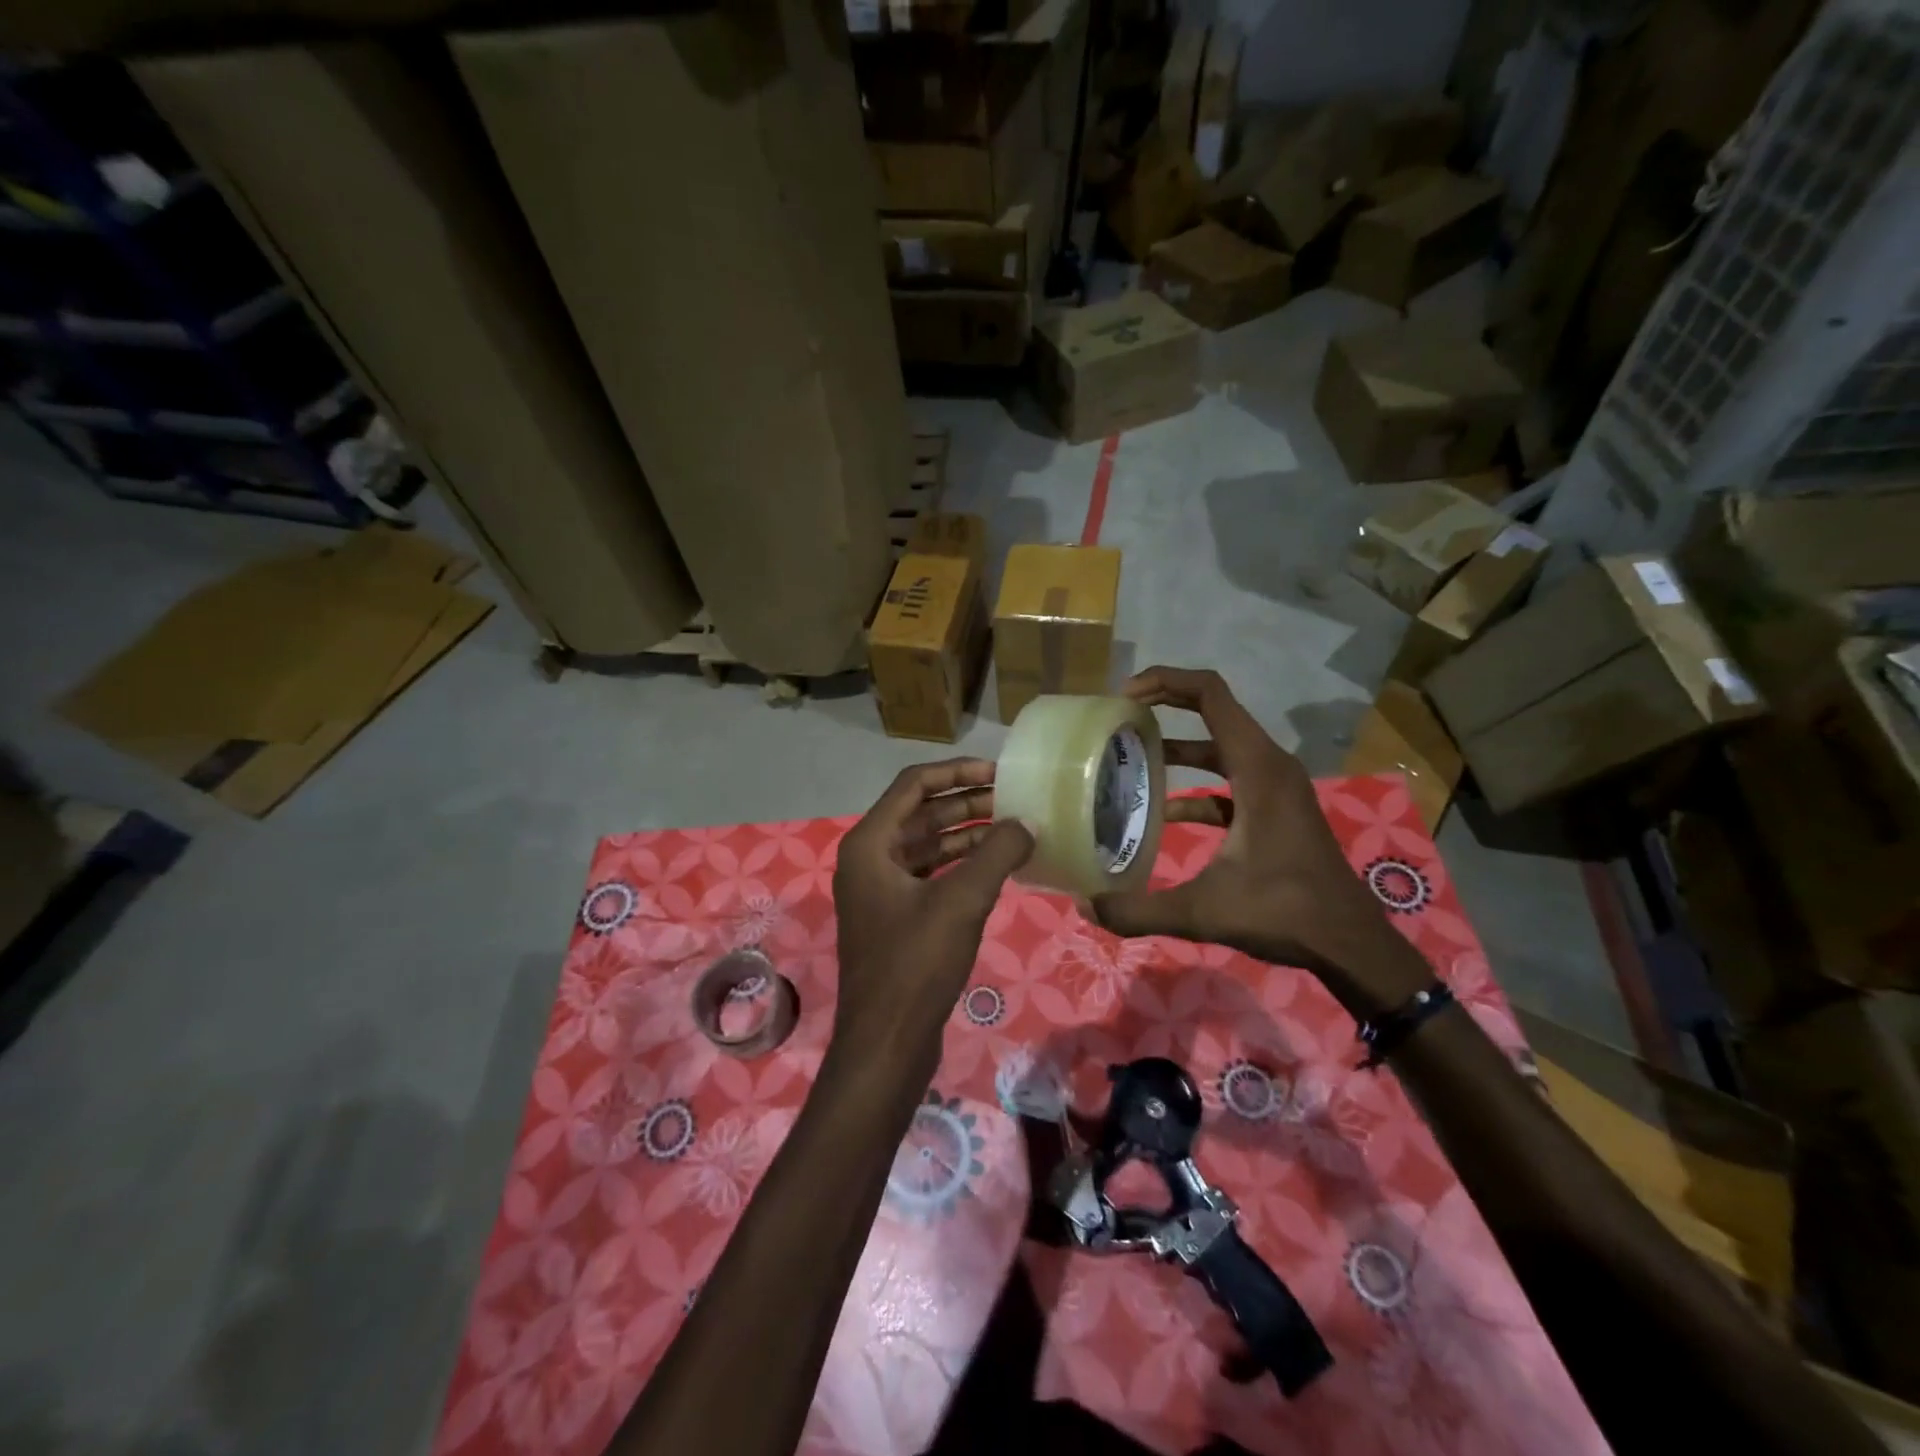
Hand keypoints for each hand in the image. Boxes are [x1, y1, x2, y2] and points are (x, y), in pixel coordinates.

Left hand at [832, 759, 1033, 1071]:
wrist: (886, 1043)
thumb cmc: (916, 964)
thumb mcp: (962, 901)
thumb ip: (997, 853)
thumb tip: (1027, 822)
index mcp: (870, 844)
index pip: (914, 785)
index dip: (958, 771)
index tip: (1000, 772)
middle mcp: (870, 859)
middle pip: (922, 814)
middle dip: (968, 802)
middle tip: (1016, 798)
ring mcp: (881, 890)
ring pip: (929, 846)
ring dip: (968, 834)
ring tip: (1015, 827)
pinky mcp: (897, 918)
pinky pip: (931, 875)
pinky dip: (962, 865)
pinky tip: (997, 865)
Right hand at [1088, 668, 1429, 1018]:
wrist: (1348, 943)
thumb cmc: (1283, 912)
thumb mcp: (1204, 911)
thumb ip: (1140, 910)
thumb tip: (1086, 906)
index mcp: (1257, 768)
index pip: (1211, 694)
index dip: (1166, 681)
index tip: (1126, 695)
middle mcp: (1269, 765)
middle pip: (1214, 711)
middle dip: (1166, 706)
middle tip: (1120, 719)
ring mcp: (1276, 787)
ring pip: (1222, 747)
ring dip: (1179, 747)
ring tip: (1132, 759)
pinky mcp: (1275, 809)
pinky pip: (1229, 780)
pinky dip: (1196, 787)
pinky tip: (1163, 814)